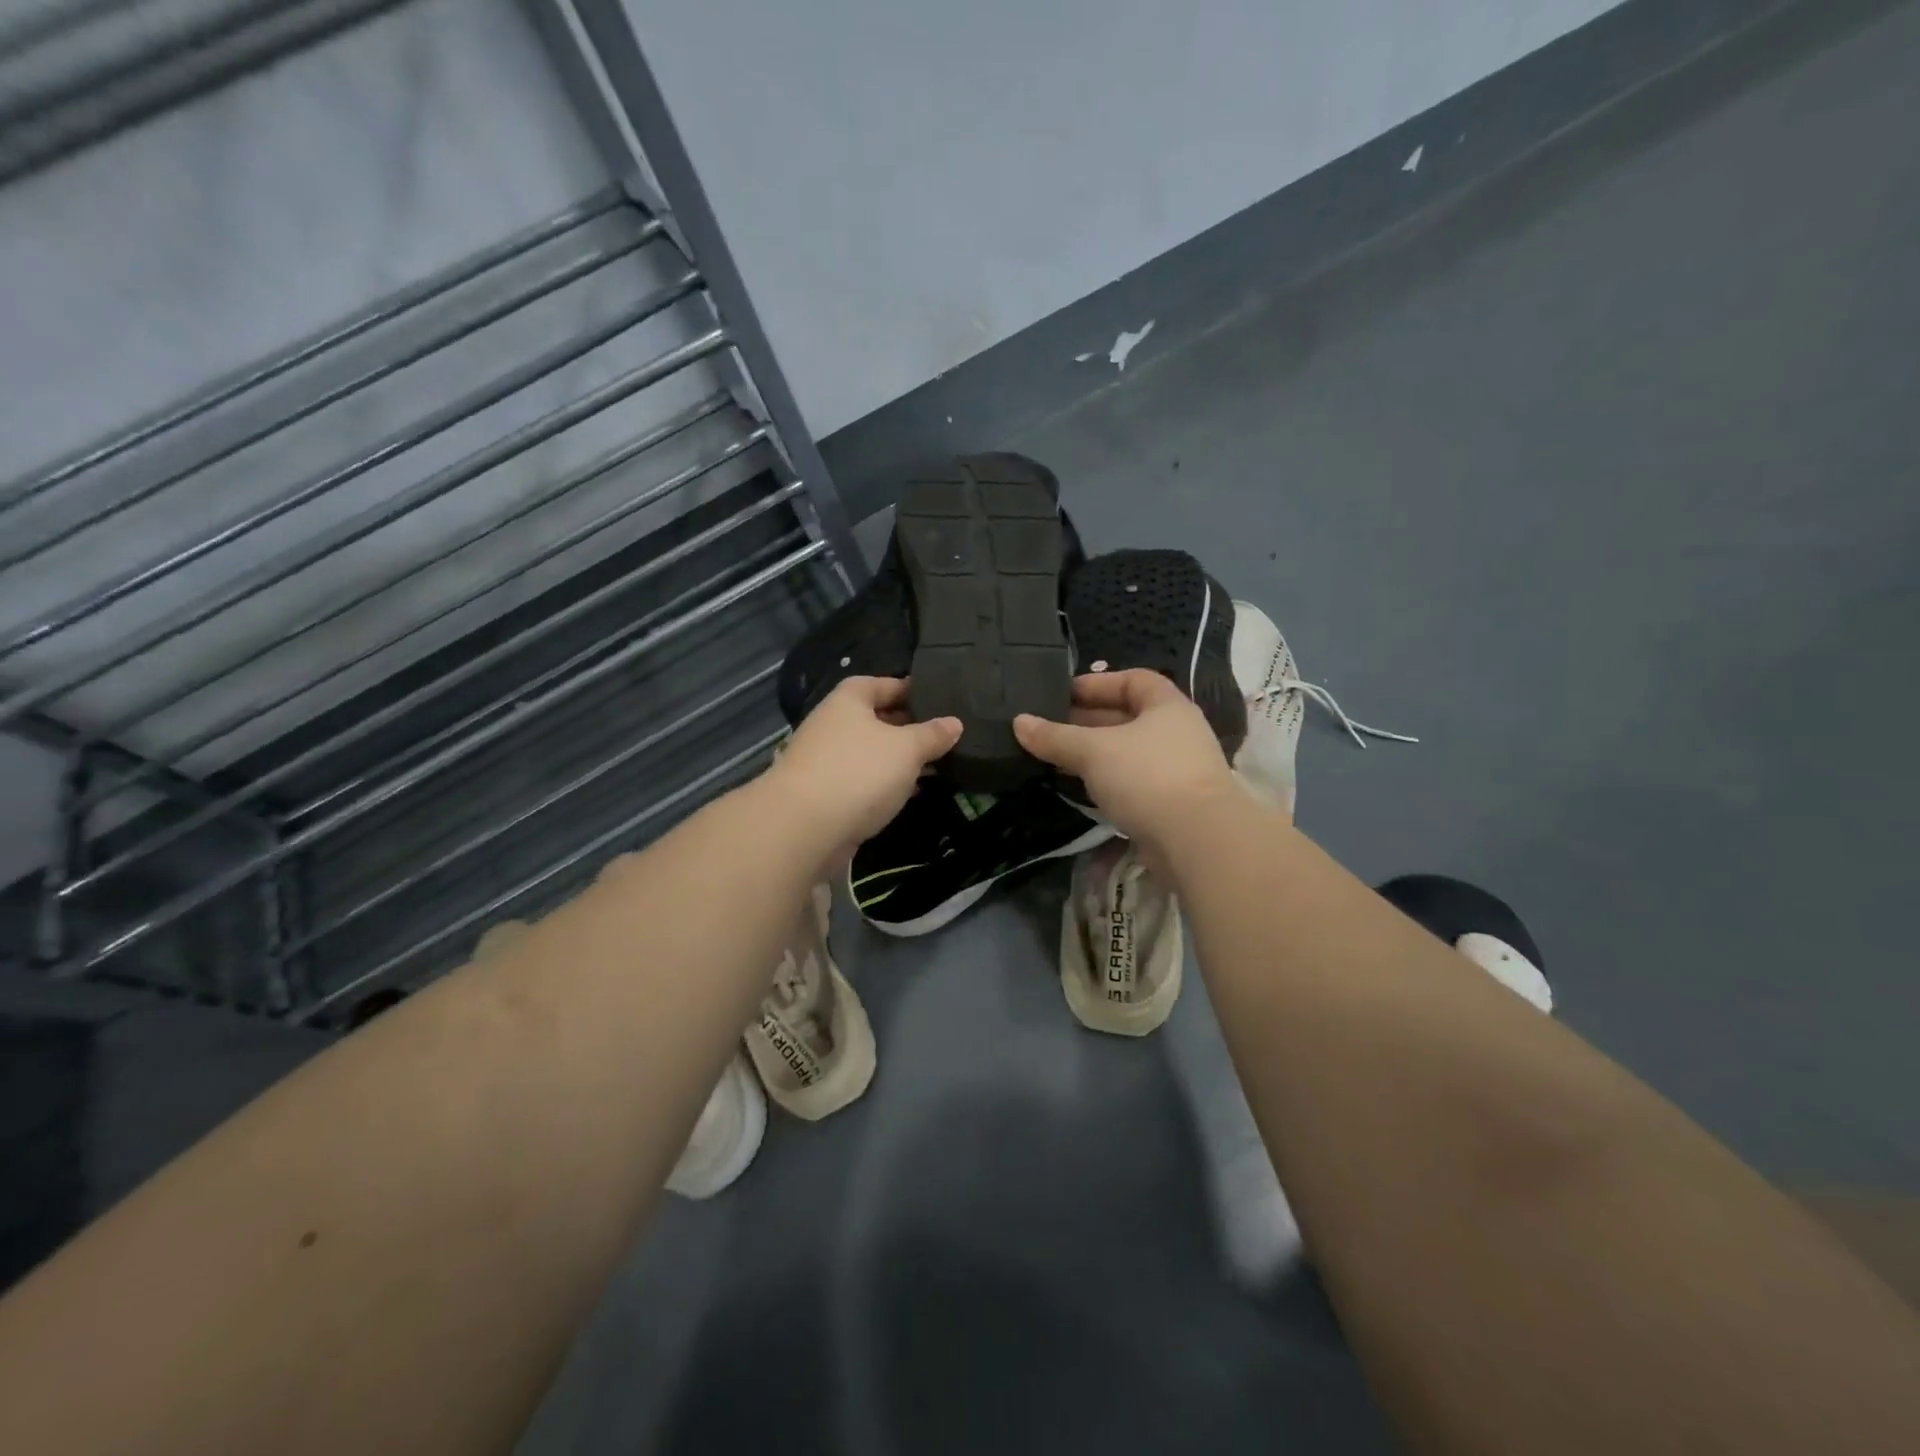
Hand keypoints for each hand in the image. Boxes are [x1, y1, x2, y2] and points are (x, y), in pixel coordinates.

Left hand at [762, 677, 961, 865]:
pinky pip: (863, 781)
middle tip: (944, 735)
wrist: (804, 827)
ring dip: (898, 759)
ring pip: (870, 752)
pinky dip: (885, 784)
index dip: (910, 688)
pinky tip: (910, 792)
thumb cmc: (859, 772)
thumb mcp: (906, 748)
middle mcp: (833, 724)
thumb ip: (932, 734)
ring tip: (936, 764)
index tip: (939, 698)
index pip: (882, 683)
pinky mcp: (826, 794)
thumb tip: (955, 722)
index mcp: (849, 700)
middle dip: (908, 726)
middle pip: (876, 718)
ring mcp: (826, 761)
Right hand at [1014, 670, 1240, 855]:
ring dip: (1093, 753)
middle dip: (1086, 720)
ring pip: (1126, 752)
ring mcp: (1176, 769)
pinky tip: (1078, 787)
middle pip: (1127, 717)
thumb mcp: (1093, 750)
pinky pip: (1131, 781)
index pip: (1132, 680)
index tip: (1061, 693)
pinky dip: (1105, 780)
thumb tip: (1018, 722)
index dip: (1096, 683)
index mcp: (1166, 706)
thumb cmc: (1147, 776)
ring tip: (1054, 757)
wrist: (1197, 840)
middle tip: (1046, 728)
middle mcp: (1176, 732)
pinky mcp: (1170, 803)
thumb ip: (1055, 736)